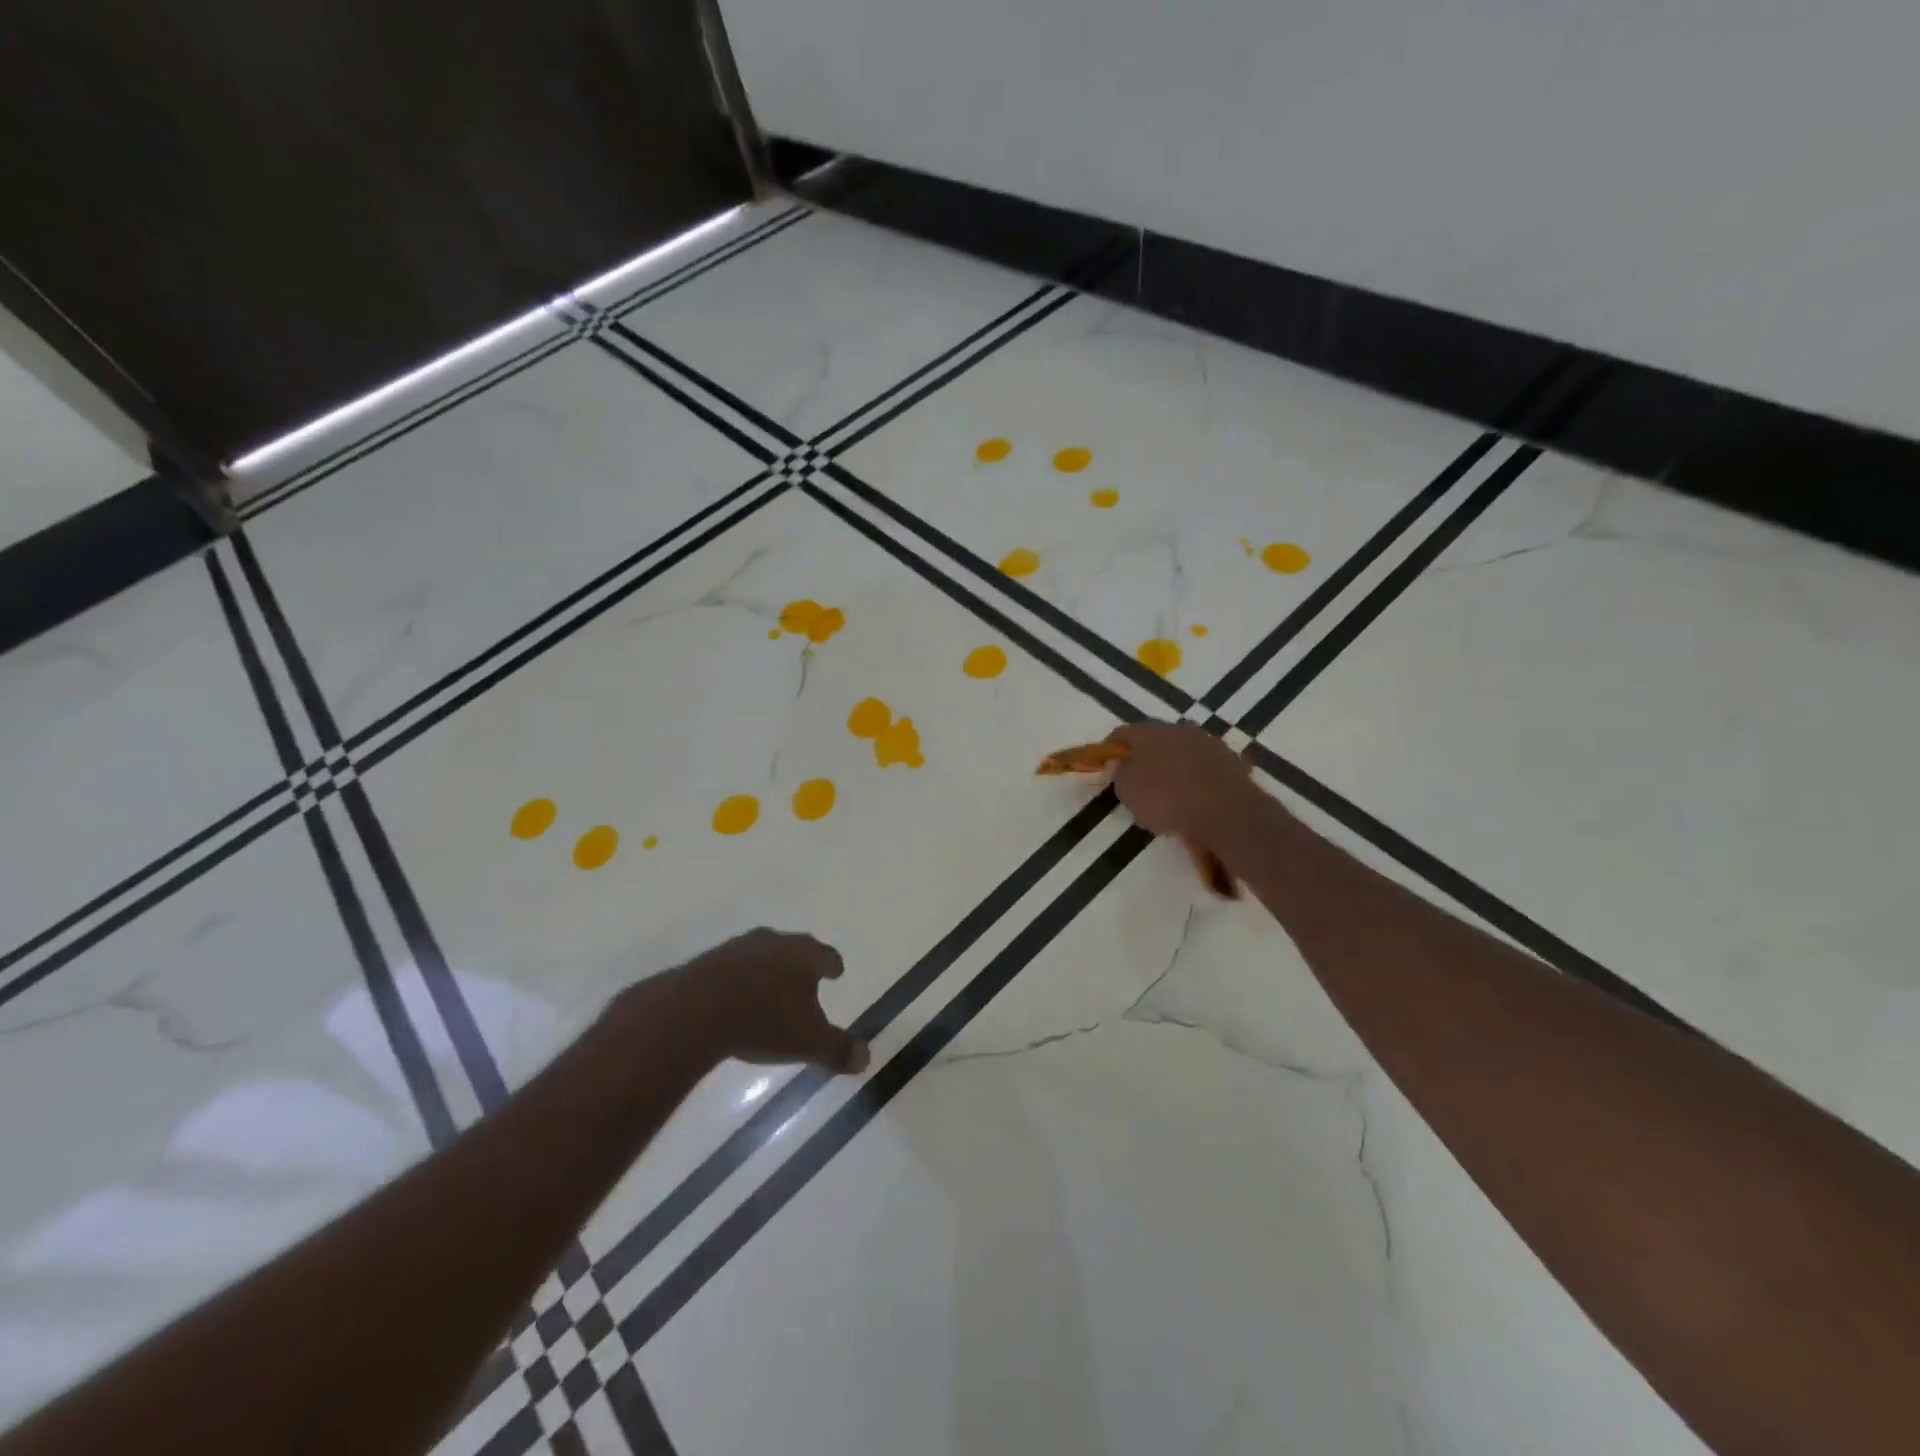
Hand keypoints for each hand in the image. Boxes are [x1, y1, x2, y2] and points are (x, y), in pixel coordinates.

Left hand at [652, 929, 869, 1074]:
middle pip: (795, 950)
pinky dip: (740, 979)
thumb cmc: (765, 1021)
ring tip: (769, 990)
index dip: (832, 966)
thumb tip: (866, 1058)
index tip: (835, 972)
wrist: (697, 1010)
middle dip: (800, 965)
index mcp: (805, 955)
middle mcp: (776, 942)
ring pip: (763, 955)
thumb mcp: (808, 1043)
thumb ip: (838, 1049)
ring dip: (768, 970)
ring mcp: (740, 947)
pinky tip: (736, 998)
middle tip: (805, 980)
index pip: (827, 956)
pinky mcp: (710, 960)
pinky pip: (734, 967)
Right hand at [1104, 721, 1256, 842]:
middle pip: (1156, 738)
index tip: (1107, 765)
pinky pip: (1205, 767)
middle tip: (1139, 778)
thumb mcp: (1128, 791)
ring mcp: (1209, 743)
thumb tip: (1124, 764)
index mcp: (1149, 732)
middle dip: (1146, 755)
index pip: (1122, 733)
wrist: (1227, 812)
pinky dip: (1198, 777)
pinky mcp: (1232, 761)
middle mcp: (1179, 729)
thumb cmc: (1167, 799)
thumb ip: (1121, 773)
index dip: (1111, 748)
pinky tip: (1196, 797)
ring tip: (1170, 790)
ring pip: (1183, 750)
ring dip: (1175, 764)